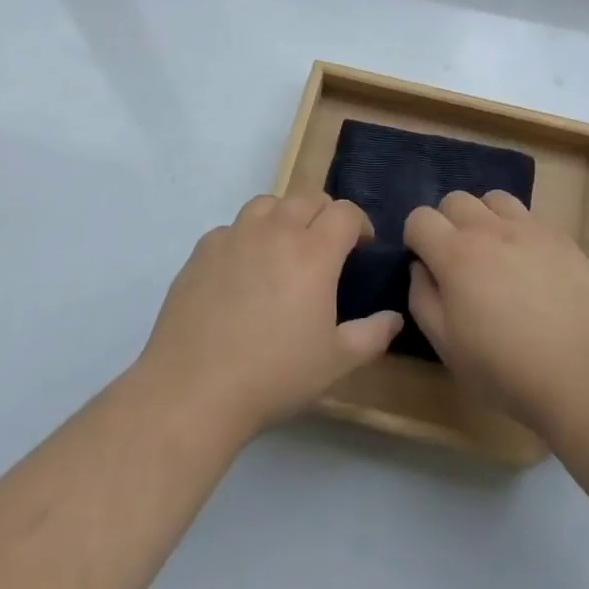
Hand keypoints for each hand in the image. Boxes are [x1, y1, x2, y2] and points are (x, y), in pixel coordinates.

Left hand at [137, 193, 401, 442]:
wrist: (193, 390)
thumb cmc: (274, 375)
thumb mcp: (336, 362)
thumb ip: (372, 335)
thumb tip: (394, 318)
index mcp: (314, 251)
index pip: (345, 212)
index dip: (360, 224)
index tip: (362, 248)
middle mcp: (275, 231)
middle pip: (308, 198)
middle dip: (325, 215)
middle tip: (326, 249)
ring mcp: (235, 236)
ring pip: (268, 204)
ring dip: (284, 217)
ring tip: (284, 249)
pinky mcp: (202, 251)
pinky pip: (232, 228)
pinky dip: (246, 238)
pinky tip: (242, 272)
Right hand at [405, 190, 588, 436]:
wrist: (581, 373)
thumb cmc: (505, 368)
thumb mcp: (447, 346)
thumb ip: (423, 299)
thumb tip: (420, 268)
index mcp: (456, 254)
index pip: (420, 218)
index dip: (415, 237)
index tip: (425, 263)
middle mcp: (489, 229)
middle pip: (456, 199)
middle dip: (447, 222)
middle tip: (457, 259)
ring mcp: (529, 228)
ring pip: (494, 199)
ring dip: (484, 217)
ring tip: (494, 252)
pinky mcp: (561, 237)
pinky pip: (530, 217)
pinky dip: (519, 231)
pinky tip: (529, 265)